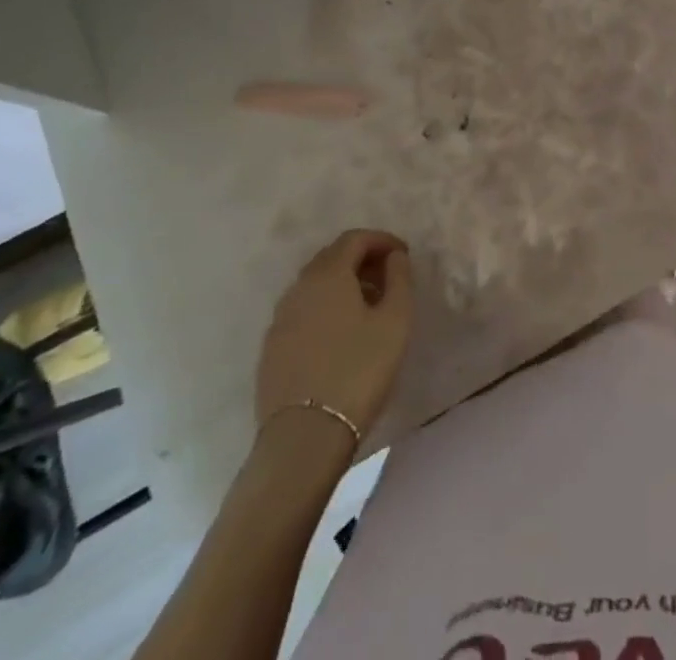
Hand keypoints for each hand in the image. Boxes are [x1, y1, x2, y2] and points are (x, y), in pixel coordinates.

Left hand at [255, 229, 412, 445]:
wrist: (304, 437)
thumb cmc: (359, 371)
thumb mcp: (395, 321)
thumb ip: (399, 279)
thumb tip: (394, 257)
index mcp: (328, 274)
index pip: (354, 239)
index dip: (382, 240)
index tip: (403, 255)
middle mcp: (299, 288)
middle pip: (331, 257)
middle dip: (362, 259)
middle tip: (387, 277)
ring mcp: (280, 319)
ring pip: (314, 285)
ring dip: (342, 284)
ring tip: (368, 306)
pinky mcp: (272, 348)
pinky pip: (302, 311)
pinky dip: (324, 308)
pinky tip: (341, 334)